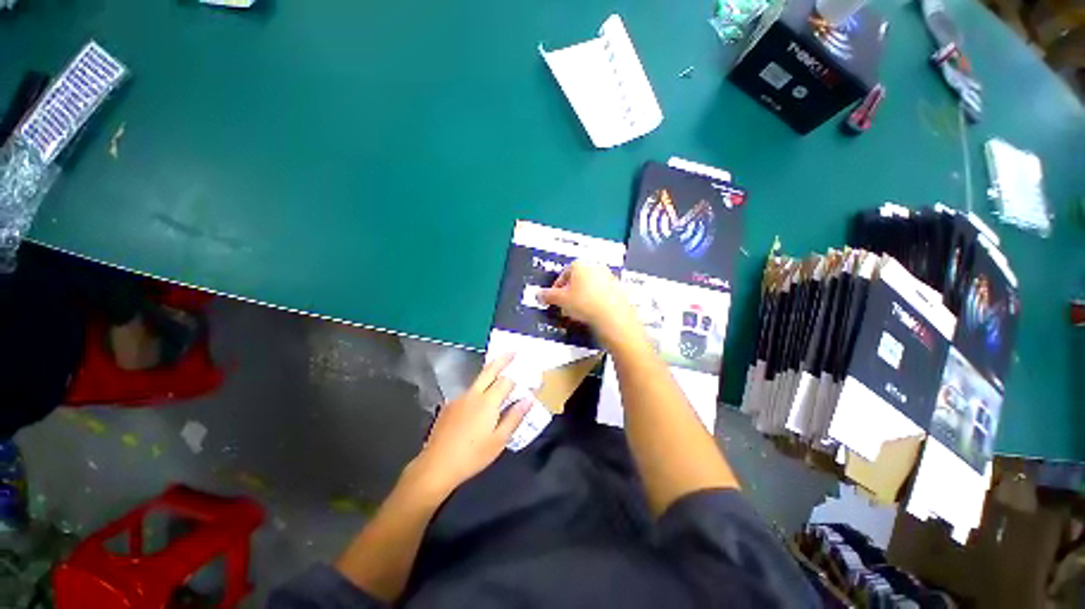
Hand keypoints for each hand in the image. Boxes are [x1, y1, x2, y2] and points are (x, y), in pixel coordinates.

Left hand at [405, 354, 528, 498]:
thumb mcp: (499, 440)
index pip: (506, 381)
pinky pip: (468, 393)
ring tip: (498, 379)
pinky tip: (478, 407)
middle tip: (512, 351)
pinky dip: (478, 392)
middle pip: (489, 370)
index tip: (525, 379)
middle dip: (502, 359)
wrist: (436, 466)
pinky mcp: (449, 405)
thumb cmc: (472, 456)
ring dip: (489, 376)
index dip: (516, 380)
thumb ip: (514, 417)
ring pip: (477, 381)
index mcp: (488, 402)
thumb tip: (528, 399)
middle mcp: (473, 394)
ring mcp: (459, 398)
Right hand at [539, 261, 639, 344]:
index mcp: (580, 264)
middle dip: (570, 293)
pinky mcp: (618, 289)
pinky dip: (595, 301)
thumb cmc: (584, 303)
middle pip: (578, 279)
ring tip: (578, 312)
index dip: (557, 288)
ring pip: (590, 287)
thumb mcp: (560, 300)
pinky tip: (591, 313)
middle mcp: (595, 266)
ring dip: (582, 297)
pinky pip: (601, 294)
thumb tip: (539, 294)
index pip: (564, 274)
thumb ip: (548, 296)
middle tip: (565, 307)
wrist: (612, 316)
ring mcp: (609, 277)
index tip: (555, 299)